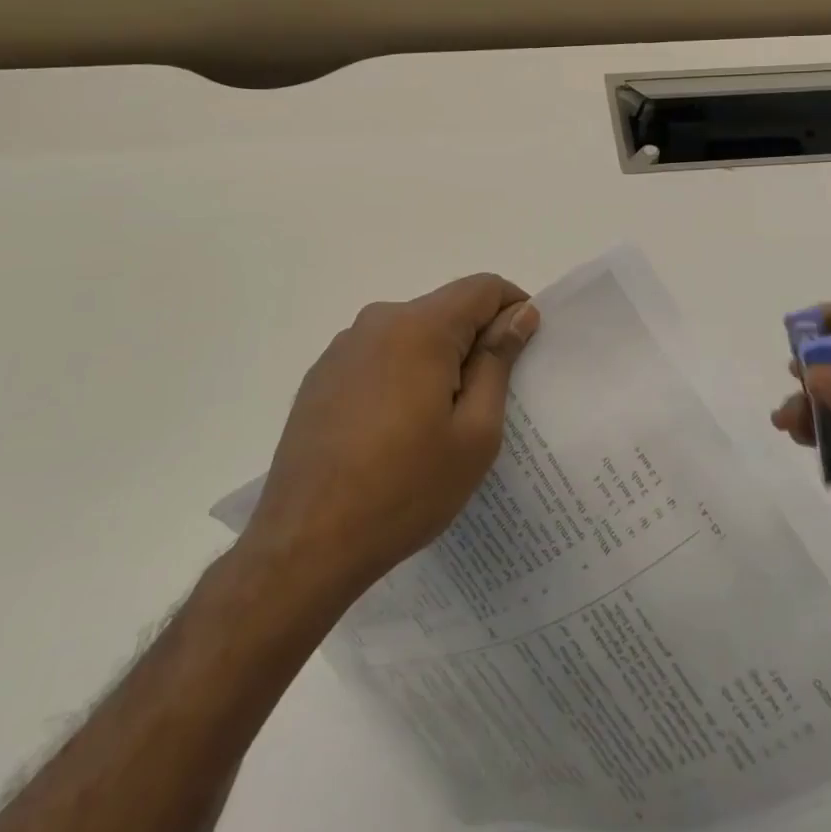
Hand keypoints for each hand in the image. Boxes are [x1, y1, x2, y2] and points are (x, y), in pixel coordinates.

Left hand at [245, 274, 538, 601]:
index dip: (514, 310)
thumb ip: (498, 361)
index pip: (484, 288)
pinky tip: (394, 431)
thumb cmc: (405, 488)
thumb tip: (520, 314)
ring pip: (411, 333)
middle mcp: (378, 321)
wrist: (306, 543)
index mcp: (420, 327)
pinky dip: (401, 375)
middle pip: (446, 309)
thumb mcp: (474, 432)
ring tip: (438, 424)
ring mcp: (343, 347)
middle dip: (475, 341)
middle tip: (486, 402)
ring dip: (437, 360)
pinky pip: (379, 356)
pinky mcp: (321, 375)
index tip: (524, 353)